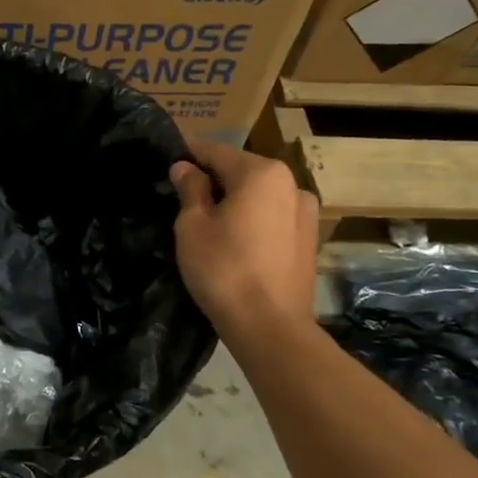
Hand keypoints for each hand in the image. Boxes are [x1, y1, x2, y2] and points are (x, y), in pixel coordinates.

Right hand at [169, 141, 319, 346]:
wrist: (269, 326)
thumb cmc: (224, 269)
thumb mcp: (193, 226)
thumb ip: (190, 189)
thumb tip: (185, 167)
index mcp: (262, 173)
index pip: (216, 152)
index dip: (189, 156)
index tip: (168, 162)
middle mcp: (291, 183)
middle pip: (241, 171)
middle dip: (213, 179)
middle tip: (183, 195)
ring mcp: (306, 212)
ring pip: (260, 195)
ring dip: (235, 200)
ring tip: (209, 220)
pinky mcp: (309, 239)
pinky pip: (273, 217)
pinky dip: (253, 219)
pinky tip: (235, 239)